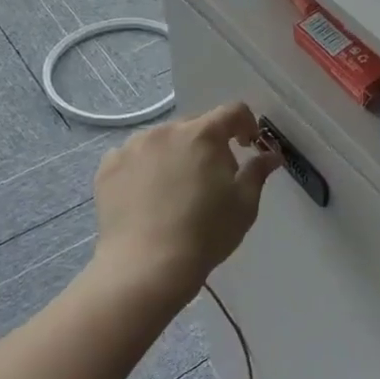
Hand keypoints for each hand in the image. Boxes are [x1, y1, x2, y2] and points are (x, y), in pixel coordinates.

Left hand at [92, 102, 280, 303]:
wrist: (147, 266)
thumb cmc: (206, 233)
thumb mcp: (244, 204)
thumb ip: (257, 172)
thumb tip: (271, 155)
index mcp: (203, 134)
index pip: (232, 112)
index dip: (246, 124)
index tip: (248, 145)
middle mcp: (166, 131)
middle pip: (195, 126)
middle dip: (209, 145)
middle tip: (212, 179)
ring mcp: (132, 147)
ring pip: (162, 141)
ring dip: (175, 154)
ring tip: (175, 190)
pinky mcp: (108, 167)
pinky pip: (133, 157)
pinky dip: (144, 169)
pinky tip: (147, 197)